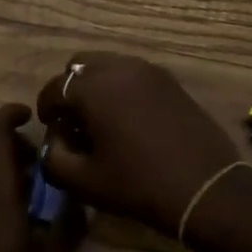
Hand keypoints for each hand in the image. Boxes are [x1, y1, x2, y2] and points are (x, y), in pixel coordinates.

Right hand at [36, 53, 240, 236]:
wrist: (204, 186)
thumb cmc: (138, 184)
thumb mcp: (85, 181)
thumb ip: (54, 158)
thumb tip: (54, 141)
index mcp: (93, 87)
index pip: (55, 87)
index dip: (47, 109)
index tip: (51, 130)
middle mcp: (119, 67)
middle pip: (80, 65)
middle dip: (71, 90)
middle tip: (75, 121)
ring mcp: (148, 70)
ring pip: (108, 65)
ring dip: (97, 86)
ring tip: (102, 121)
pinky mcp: (170, 80)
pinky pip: (134, 73)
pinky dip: (122, 87)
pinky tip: (130, 119)